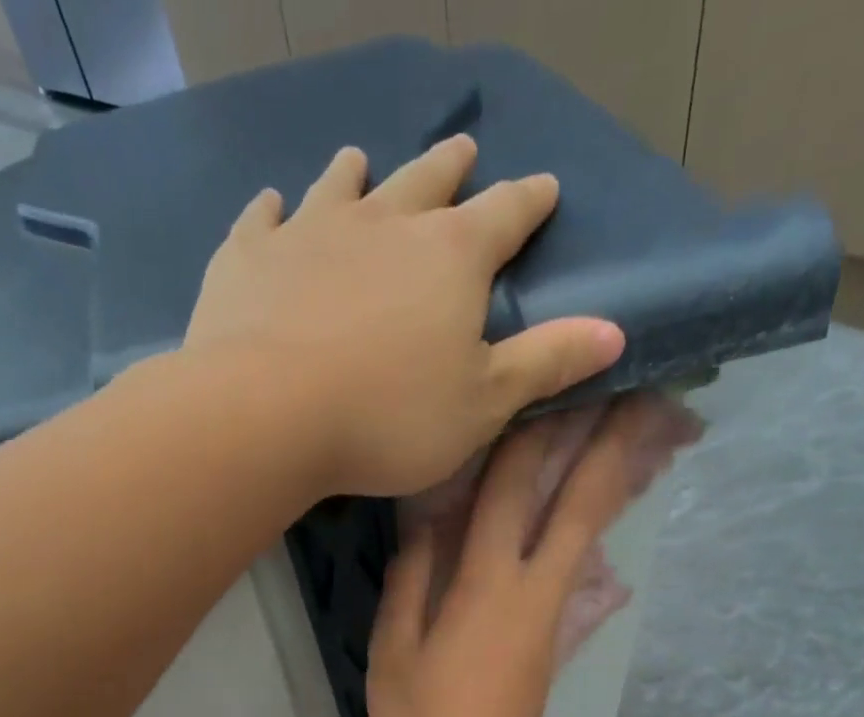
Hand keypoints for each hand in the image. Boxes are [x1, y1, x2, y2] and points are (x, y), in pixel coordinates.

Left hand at [185, 135, 625, 498]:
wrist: (268, 414)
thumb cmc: (388, 419)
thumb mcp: (482, 404)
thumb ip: (545, 364)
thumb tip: (615, 332)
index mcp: (450, 257)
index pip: (505, 216)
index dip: (529, 203)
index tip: (545, 188)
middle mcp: (384, 223)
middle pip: (426, 183)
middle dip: (450, 169)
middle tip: (461, 150)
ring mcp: (310, 232)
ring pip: (343, 187)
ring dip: (358, 174)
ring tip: (361, 160)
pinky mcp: (248, 256)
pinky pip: (262, 219)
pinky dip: (273, 210)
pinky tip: (274, 206)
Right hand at [367, 393, 700, 716]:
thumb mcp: (394, 649)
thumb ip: (410, 579)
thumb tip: (425, 521)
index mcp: (485, 586)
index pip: (509, 491)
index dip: (530, 432)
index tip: (553, 378)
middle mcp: (532, 587)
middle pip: (579, 503)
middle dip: (610, 442)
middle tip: (640, 388)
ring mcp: (553, 611)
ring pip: (592, 530)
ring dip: (615, 476)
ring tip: (640, 426)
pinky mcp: (557, 632)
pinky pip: (581, 562)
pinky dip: (595, 522)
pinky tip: (601, 499)